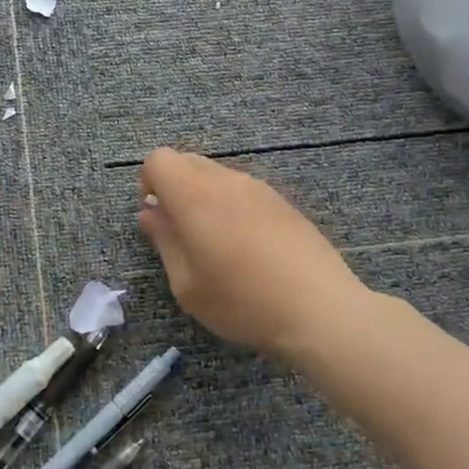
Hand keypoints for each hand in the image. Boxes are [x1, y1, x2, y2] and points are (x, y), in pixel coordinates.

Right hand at [138, 147, 364, 355]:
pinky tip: (247, 248)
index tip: (156, 217)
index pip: (159, 159)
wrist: (319, 309)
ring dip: (204, 197)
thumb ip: (164, 241)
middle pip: (187, 161)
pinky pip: (244, 191)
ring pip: (217, 175)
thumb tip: (151, 214)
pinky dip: (232, 206)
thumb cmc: (241, 300)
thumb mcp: (186, 284)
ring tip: (216, 244)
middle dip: (174, 187)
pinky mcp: (283, 202)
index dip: (148, 183)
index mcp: (194, 195)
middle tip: (180, 232)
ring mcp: (259, 188)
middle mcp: (226, 181)